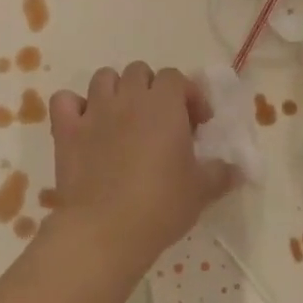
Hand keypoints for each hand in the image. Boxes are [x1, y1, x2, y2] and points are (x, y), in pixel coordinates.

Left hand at [47, 64, 234, 272]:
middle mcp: (128, 97)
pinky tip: (84, 126)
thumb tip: (237, 169)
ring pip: (103, 78)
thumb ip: (221, 173)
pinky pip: (65, 101)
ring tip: (123, 119)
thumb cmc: (160, 205)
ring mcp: (94, 111)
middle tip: (160, 121)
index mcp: (164, 104)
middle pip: (139, 72)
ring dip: (115, 91)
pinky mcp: (67, 130)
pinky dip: (74, 107)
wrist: (104, 230)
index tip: (196, 124)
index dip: (188, 95)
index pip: (175, 77)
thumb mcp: (202, 191)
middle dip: (151, 89)